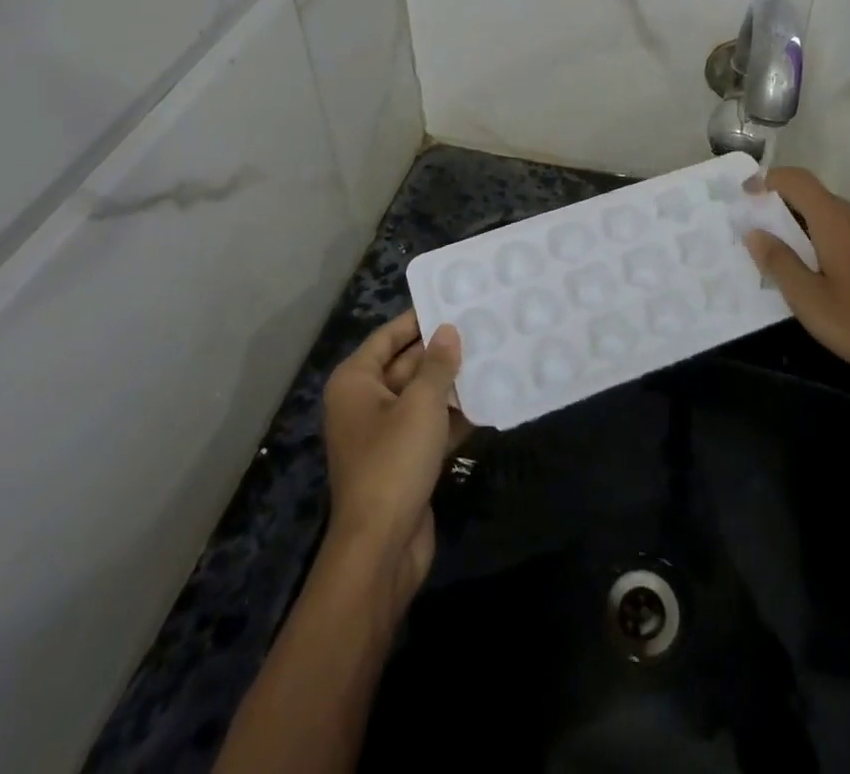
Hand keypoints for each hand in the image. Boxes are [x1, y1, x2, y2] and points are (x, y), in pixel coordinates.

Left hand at [321, 310, 464, 607]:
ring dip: (452, 383)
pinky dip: (454, 416)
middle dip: (441, 351)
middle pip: (406, 365)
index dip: (418, 319)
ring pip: (422, 397)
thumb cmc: (393, 462)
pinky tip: (488, 400)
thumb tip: (448, 330)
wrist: (381, 548)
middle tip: (482, 327)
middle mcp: (365, 403)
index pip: (388, 337)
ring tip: (493, 357)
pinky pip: (430, 426)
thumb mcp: (420, 405)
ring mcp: (384, 434)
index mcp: (356, 382)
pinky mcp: (403, 461)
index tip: (452, 301)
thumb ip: (437, 364)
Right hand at [742, 168, 849, 400]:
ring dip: (802, 222)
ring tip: (779, 250)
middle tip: (754, 228)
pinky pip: (847, 230)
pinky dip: (822, 236)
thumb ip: (779, 262)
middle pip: (814, 195)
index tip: (743, 194)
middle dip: (781, 204)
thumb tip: (753, 231)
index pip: (797, 180)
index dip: (768, 179)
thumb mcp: (809, 300)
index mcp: (836, 222)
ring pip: (831, 214)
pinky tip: (816, 268)